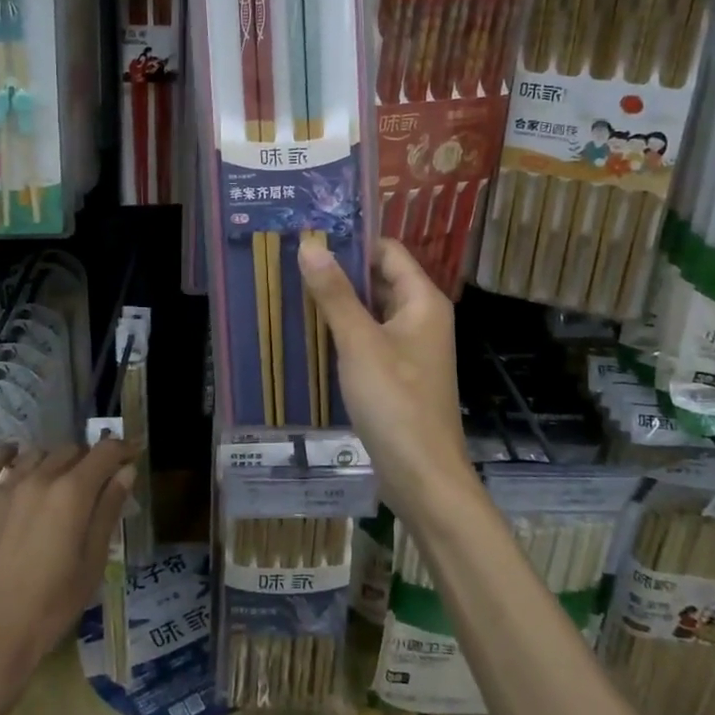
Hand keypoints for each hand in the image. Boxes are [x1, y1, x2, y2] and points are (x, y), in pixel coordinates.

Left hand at [0, 440, 135, 697]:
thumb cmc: (50, 607)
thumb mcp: (92, 563)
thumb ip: (108, 510)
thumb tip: (127, 471)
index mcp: (72, 493)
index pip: (105, 452)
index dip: (123, 449)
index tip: (132, 455)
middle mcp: (40, 478)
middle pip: (72, 450)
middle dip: (90, 460)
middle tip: (96, 484)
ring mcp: (5, 488)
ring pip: (37, 454)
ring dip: (55, 461)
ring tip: (59, 483)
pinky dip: (5, 453)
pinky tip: (14, 455)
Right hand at [298, 235, 477, 520]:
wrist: (423, 477)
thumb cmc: (396, 402)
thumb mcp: (359, 343)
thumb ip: (334, 293)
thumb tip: (310, 245)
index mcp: (422, 301)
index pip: (387, 251)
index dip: (352, 242)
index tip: (309, 238)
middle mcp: (421, 317)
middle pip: (379, 279)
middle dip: (339, 272)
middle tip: (291, 263)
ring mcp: (410, 347)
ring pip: (371, 311)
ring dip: (338, 303)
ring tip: (292, 291)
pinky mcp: (398, 373)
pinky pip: (369, 339)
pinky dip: (343, 332)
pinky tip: (310, 333)